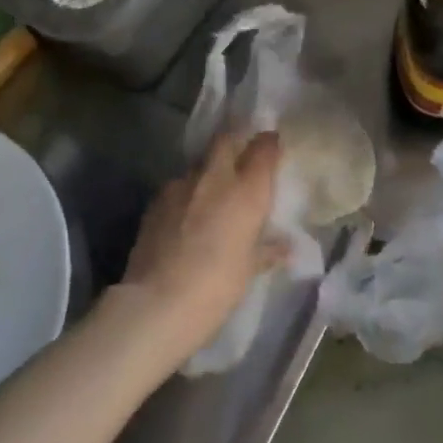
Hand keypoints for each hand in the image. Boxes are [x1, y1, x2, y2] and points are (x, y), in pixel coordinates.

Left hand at [116, 131, 282, 364]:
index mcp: (247, 190)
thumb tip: (286, 247)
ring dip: (208, 171)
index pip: (264, 147)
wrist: (157, 303)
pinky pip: (177, 186)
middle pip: (226, 139)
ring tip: (210, 194)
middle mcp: (216, 177)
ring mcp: (182, 185)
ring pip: (199, 163)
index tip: (272, 147)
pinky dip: (186, 193)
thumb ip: (268, 250)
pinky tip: (184, 215)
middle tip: (241, 158)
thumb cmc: (218, 286)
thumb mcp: (250, 269)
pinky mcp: (156, 199)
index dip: (269, 143)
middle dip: (235, 142)